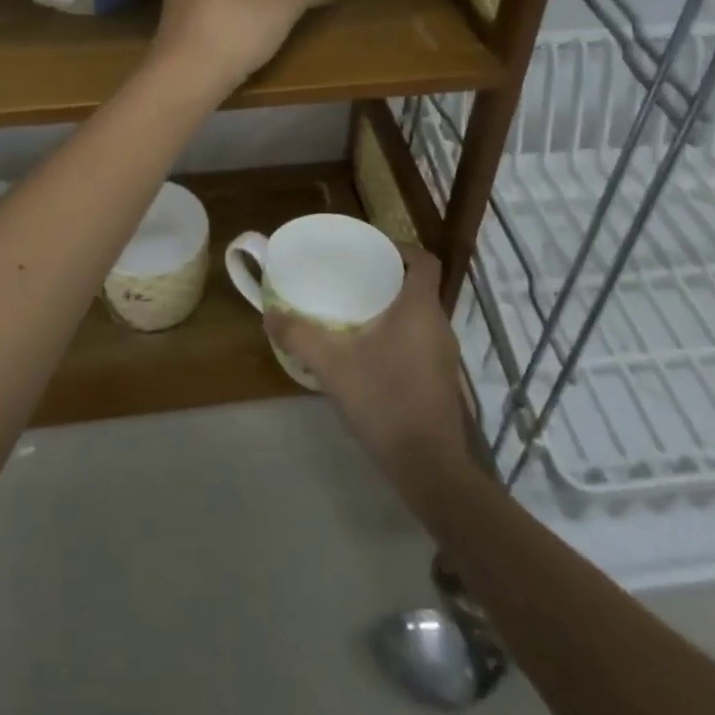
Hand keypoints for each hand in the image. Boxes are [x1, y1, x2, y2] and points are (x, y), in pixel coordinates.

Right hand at [266, 244, 468, 478]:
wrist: (428, 466)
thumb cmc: (385, 400)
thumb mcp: (333, 366)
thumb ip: (300, 336)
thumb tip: (270, 314)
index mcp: (419, 308)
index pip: (423, 260)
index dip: (399, 249)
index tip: (370, 251)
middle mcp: (439, 324)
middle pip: (418, 286)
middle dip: (387, 279)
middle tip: (351, 280)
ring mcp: (444, 355)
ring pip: (419, 316)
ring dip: (392, 310)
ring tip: (355, 314)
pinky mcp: (441, 380)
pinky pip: (420, 341)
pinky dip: (398, 336)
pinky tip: (369, 355)